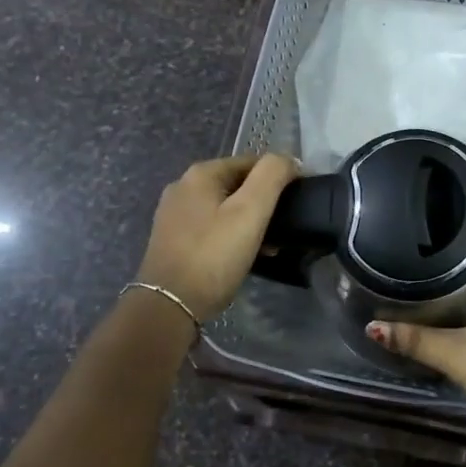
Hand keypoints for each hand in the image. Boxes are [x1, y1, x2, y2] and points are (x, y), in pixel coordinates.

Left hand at [135, 154, 299, 320]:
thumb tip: (288, 159)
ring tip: (269, 247)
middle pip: (237, 184)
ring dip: (249, 222)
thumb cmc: (213, 255)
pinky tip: (243, 256)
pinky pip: (211, 227)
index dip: (279, 178)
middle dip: (263, 204)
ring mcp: (174, 214)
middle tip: (283, 229)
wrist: (168, 306)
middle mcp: (183, 187)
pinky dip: (231, 235)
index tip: (297, 202)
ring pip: (225, 207)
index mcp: (200, 173)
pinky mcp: (172, 239)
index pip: (252, 162)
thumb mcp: (250, 211)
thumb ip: (272, 176)